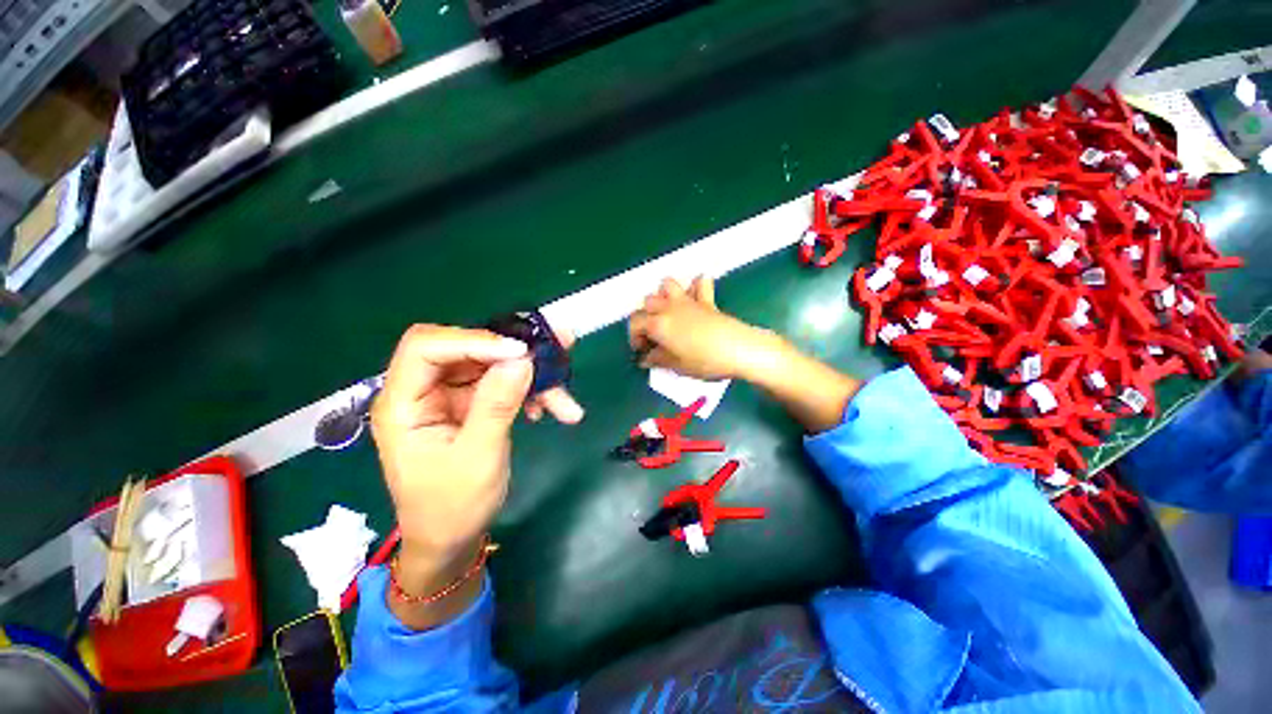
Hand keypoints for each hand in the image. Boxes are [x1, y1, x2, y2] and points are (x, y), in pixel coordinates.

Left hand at [370, 325, 581, 626]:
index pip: (427, 347)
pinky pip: (504, 384)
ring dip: (533, 376)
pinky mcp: (472, 405)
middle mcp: (425, 391)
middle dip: (514, 351)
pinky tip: (549, 409)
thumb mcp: (478, 456)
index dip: (474, 340)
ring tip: (565, 397)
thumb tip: (521, 358)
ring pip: (494, 366)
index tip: (521, 351)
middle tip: (559, 345)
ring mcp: (450, 397)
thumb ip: (497, 404)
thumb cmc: (452, 507)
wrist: (452, 540)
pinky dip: (531, 392)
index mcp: (403, 403)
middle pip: (468, 350)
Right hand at [630, 277, 859, 431]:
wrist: (738, 349)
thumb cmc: (704, 361)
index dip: (634, 337)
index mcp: (658, 323)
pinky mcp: (707, 301)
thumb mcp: (677, 366)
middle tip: (654, 337)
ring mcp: (688, 301)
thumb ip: (658, 359)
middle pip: (647, 303)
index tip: (641, 351)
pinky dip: (696, 286)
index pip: (635, 323)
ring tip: (668, 313)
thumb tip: (645, 359)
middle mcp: (669, 308)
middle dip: (646, 318)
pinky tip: (695, 296)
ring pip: (667, 285)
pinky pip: (700, 284)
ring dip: (664, 295)